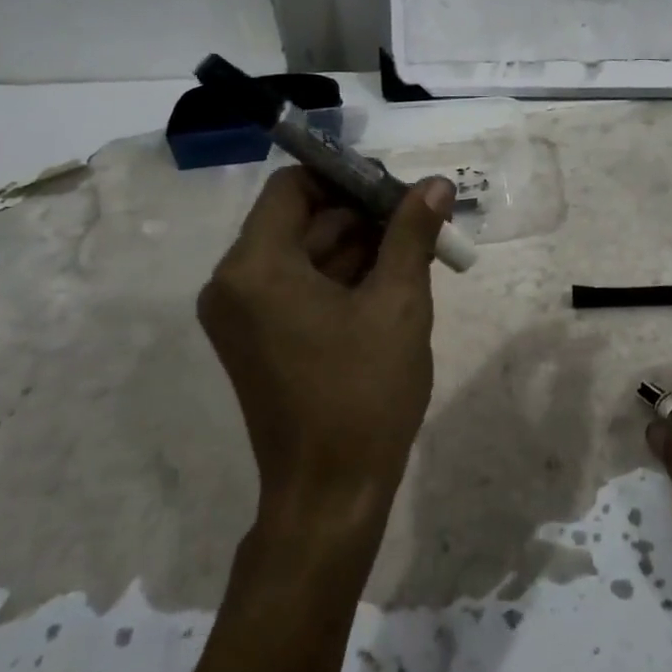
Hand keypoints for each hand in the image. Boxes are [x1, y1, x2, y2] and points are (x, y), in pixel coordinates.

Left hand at [198, 168, 454, 530]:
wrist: (331, 493)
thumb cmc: (363, 392)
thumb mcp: (399, 303)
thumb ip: (412, 233)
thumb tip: (436, 184)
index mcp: (256, 267)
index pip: (294, 187)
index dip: (347, 178)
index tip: (399, 190)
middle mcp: (235, 284)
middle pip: (301, 219)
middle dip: (363, 214)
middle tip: (422, 220)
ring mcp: (244, 315)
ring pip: (305, 254)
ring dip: (360, 246)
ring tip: (419, 250)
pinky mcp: (259, 340)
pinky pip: (300, 287)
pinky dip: (343, 278)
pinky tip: (394, 281)